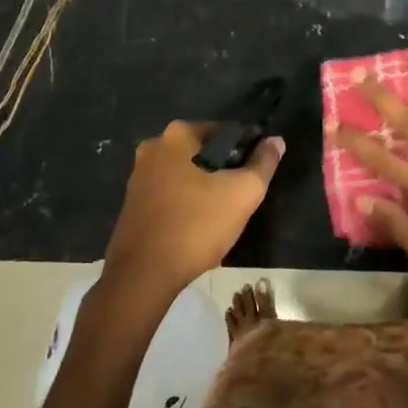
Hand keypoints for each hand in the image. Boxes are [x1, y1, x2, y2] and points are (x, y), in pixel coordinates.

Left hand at [103, 121, 282, 301]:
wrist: (143, 275)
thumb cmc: (196, 225)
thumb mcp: (242, 194)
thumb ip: (263, 164)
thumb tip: (276, 141)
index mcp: (177, 135)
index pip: (224, 132)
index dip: (245, 150)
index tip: (254, 174)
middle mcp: (153, 146)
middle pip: (202, 152)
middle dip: (222, 170)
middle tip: (239, 196)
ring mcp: (138, 175)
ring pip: (184, 173)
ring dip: (203, 187)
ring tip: (220, 214)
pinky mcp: (131, 202)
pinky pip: (168, 193)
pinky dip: (184, 202)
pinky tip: (196, 225)